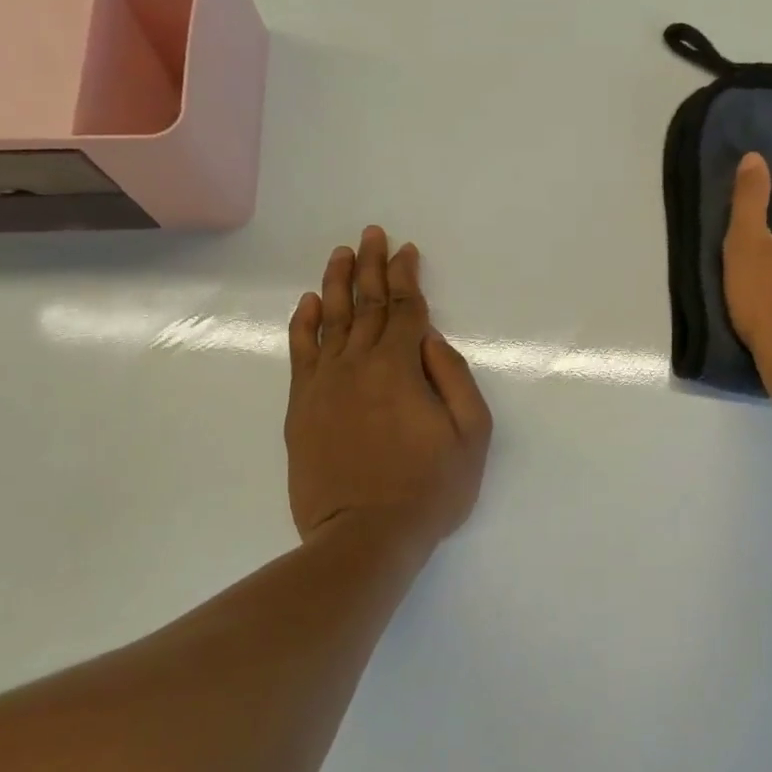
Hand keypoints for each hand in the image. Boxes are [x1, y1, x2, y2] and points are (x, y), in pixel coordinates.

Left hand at [286, 226, 492, 545]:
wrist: (364, 537)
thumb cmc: (429, 489)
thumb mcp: (470, 436)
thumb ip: (454, 378)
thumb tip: (430, 338)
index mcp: (400, 368)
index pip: (403, 309)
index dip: (406, 277)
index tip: (407, 251)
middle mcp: (357, 365)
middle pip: (365, 305)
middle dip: (372, 266)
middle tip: (373, 234)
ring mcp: (324, 386)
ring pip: (329, 320)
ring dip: (337, 283)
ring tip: (342, 254)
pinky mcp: (301, 408)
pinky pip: (300, 354)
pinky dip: (303, 324)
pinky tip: (309, 303)